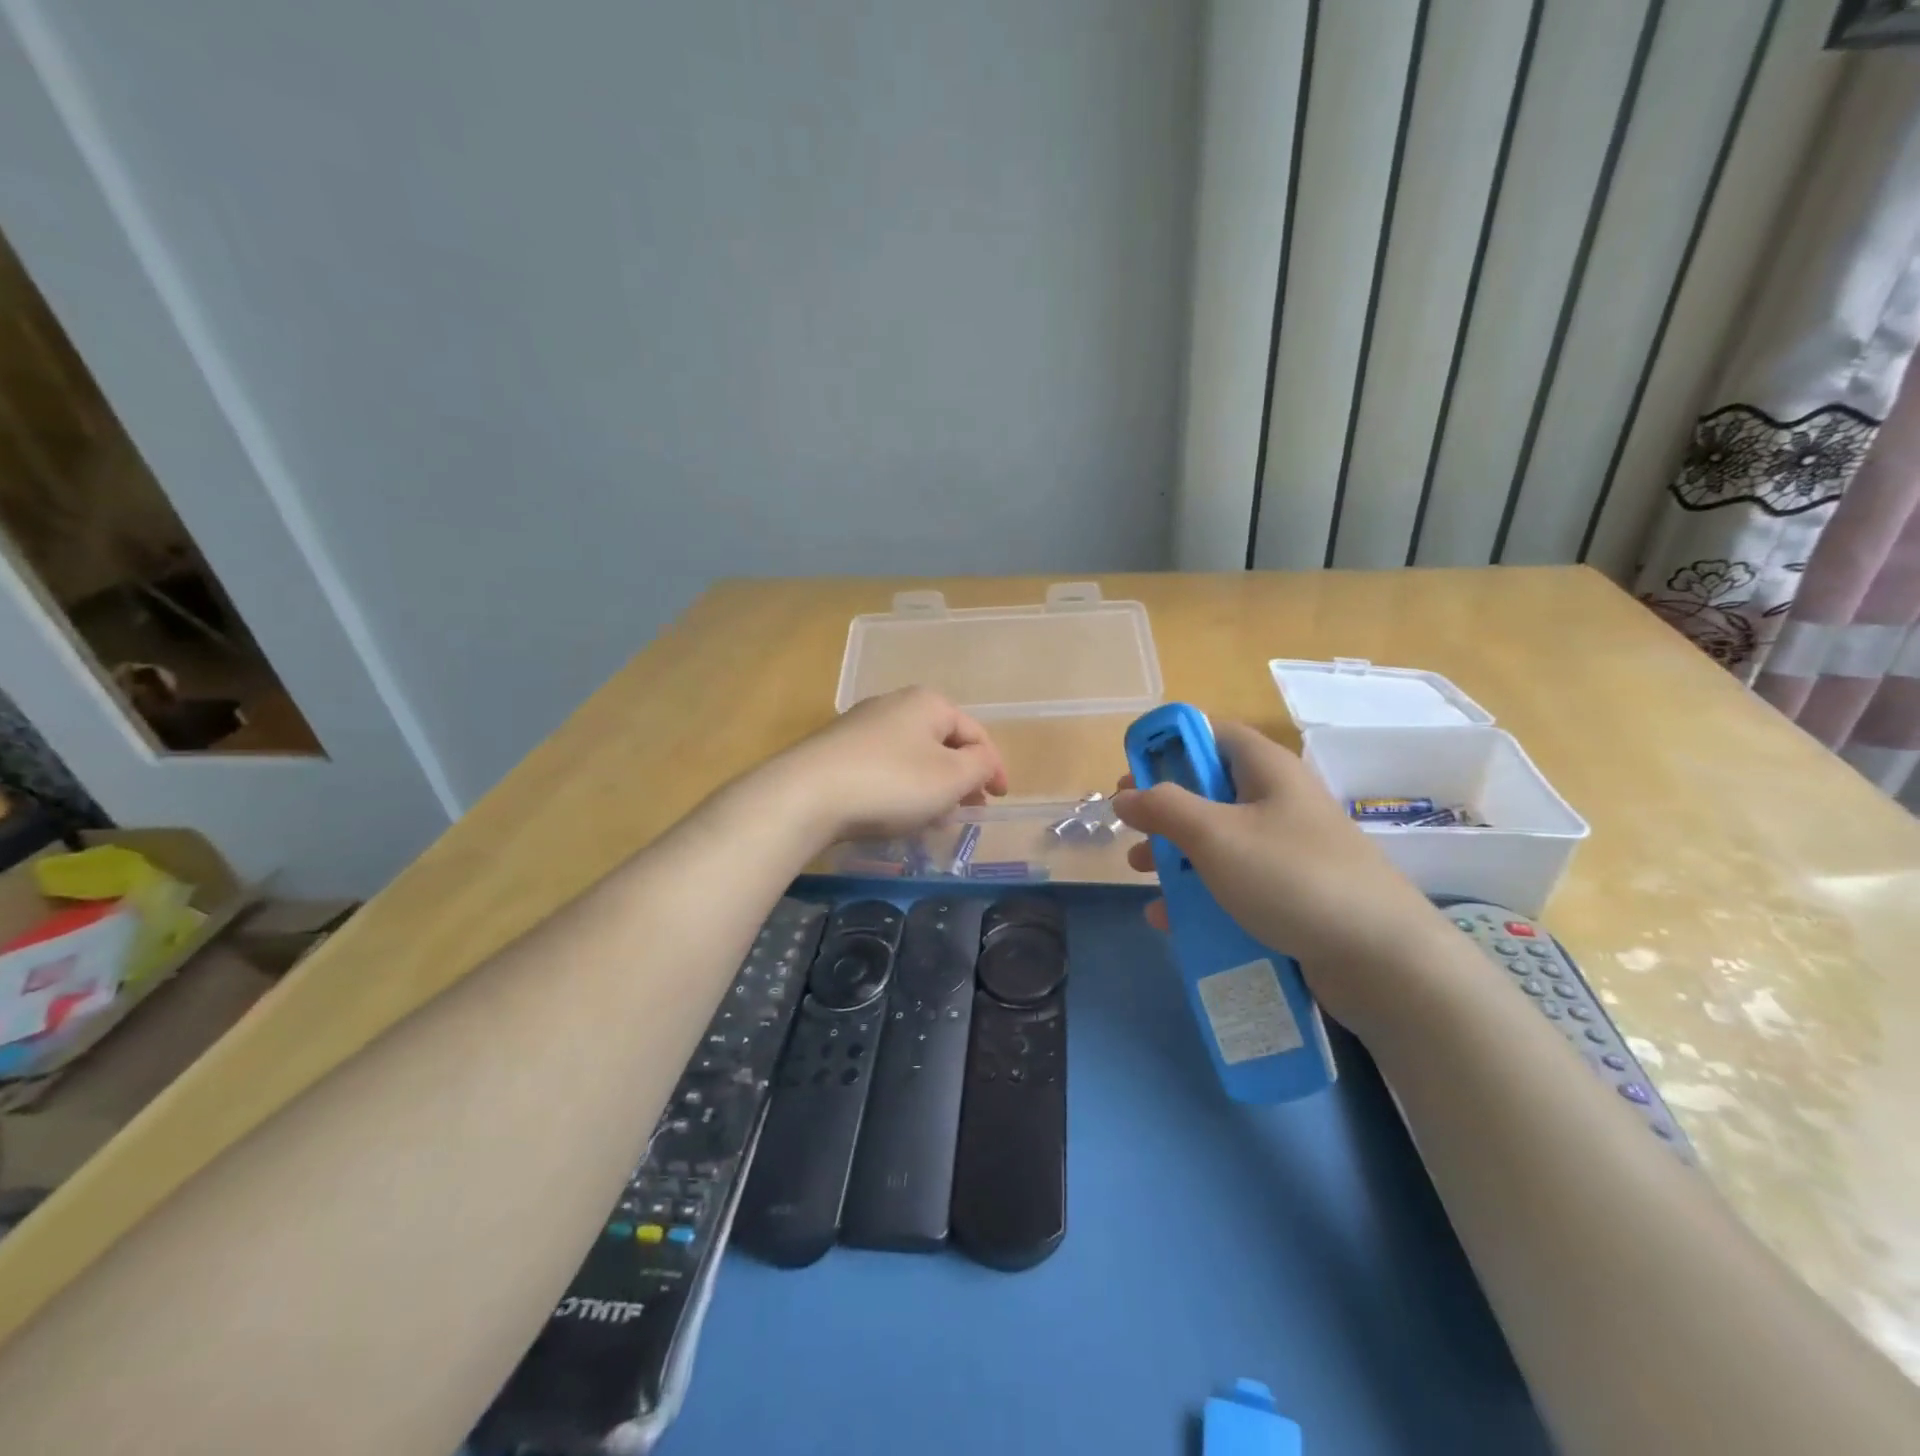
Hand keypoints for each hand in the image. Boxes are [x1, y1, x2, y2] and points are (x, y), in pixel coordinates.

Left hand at [771, 687, 1008, 844]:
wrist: (805, 795)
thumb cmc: (891, 783)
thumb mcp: (951, 778)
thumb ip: (980, 766)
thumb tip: (983, 761)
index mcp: (928, 703)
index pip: (975, 733)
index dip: (994, 767)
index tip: (1000, 799)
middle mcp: (895, 704)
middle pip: (942, 743)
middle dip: (959, 779)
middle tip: (967, 811)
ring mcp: (861, 726)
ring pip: (912, 758)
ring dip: (930, 788)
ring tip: (933, 821)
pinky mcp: (837, 751)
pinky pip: (884, 768)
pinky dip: (900, 790)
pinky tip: (895, 816)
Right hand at [1111, 722, 1445, 1032]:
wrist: (1381, 957)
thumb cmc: (1291, 877)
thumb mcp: (1216, 835)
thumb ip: (1164, 808)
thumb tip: (1125, 795)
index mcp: (1266, 770)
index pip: (1211, 734)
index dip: (1167, 745)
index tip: (1132, 773)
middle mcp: (1278, 801)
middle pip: (1209, 788)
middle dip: (1164, 808)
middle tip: (1131, 828)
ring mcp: (1288, 848)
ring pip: (1218, 838)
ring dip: (1175, 853)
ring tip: (1141, 873)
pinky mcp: (1292, 891)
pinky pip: (1235, 881)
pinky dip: (1200, 892)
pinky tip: (1169, 918)